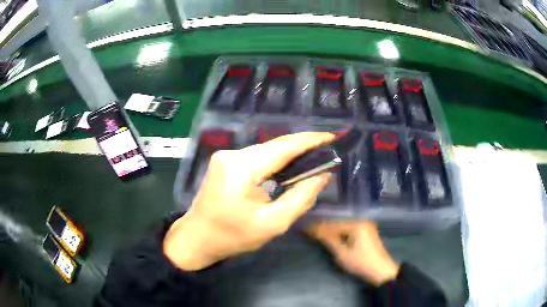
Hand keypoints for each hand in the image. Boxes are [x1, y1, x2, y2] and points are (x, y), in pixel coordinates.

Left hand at [164, 132, 334, 270]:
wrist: (196, 238)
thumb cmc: (232, 237)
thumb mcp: (272, 224)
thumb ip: (300, 198)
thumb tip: (322, 175)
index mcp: (242, 168)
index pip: (283, 146)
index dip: (310, 140)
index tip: (332, 137)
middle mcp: (232, 154)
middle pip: (274, 145)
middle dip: (302, 147)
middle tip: (327, 151)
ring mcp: (225, 156)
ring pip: (266, 150)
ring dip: (288, 155)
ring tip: (313, 159)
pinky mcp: (224, 162)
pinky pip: (256, 156)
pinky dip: (274, 161)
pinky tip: (288, 168)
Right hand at [306, 221, 399, 285]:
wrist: (382, 271)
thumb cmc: (361, 263)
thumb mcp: (342, 254)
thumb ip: (328, 240)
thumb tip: (312, 229)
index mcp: (356, 224)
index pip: (332, 224)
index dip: (317, 227)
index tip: (303, 227)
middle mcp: (361, 220)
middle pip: (337, 223)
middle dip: (323, 227)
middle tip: (307, 229)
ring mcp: (365, 225)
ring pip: (342, 226)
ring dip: (330, 230)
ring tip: (315, 232)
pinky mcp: (366, 231)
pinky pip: (348, 229)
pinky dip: (339, 233)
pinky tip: (330, 235)